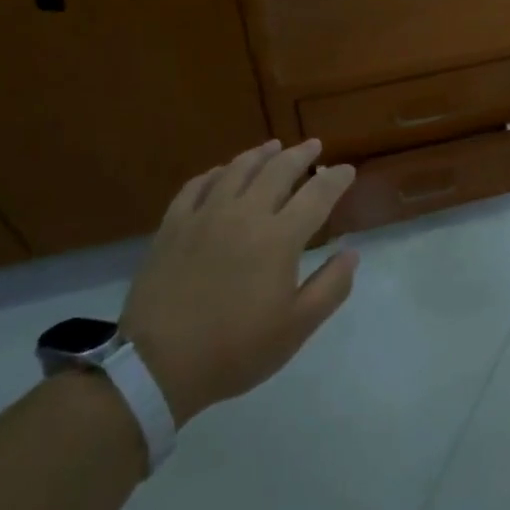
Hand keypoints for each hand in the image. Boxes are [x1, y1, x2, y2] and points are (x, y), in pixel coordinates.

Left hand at [120, 138, 357, 425]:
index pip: (317, 195)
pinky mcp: (173, 225)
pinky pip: (197, 186)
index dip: (336, 179)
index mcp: (279, 238)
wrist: (158, 365)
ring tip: (273, 146)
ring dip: (260, 154)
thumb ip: (330, 287)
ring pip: (237, 169)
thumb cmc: (234, 350)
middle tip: (314, 145)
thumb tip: (351, 253)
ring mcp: (205, 215)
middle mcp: (245, 214)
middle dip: (301, 155)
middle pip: (278, 170)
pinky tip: (221, 172)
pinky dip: (215, 173)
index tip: (347, 170)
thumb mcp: (296, 328)